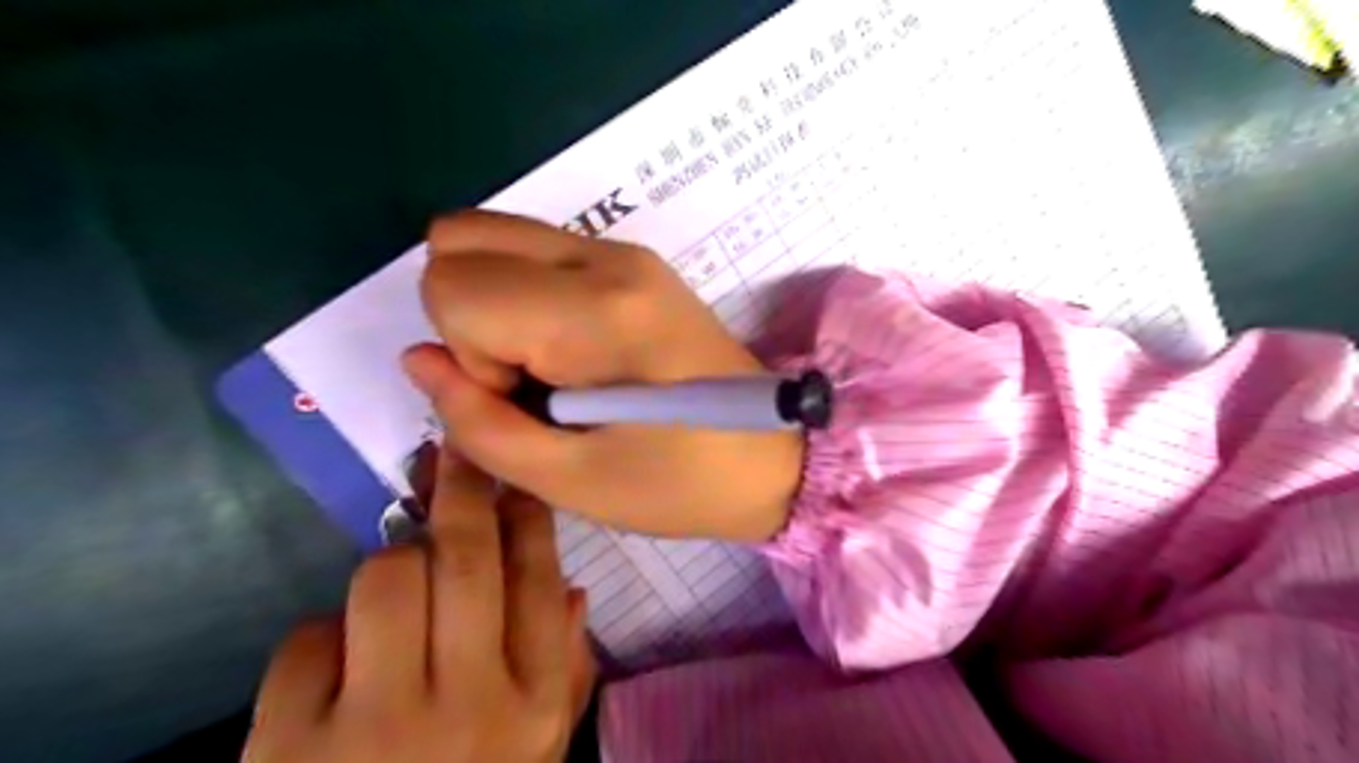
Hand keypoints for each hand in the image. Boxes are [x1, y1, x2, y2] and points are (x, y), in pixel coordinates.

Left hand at [243, 449, 596, 762]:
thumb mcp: (537, 750)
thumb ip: (567, 669)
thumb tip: (575, 588)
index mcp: (534, 706)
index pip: (540, 580)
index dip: (528, 516)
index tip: (516, 475)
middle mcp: (470, 706)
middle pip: (467, 560)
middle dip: (463, 488)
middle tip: (456, 450)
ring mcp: (377, 730)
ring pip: (385, 579)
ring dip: (390, 571)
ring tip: (395, 599)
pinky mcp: (286, 753)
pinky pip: (306, 641)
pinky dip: (321, 645)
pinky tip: (333, 681)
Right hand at [403, 209, 804, 542]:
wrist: (772, 454)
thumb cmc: (680, 483)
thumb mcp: (570, 480)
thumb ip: (477, 422)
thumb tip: (417, 358)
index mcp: (596, 313)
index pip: (452, 285)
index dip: (468, 357)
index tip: (526, 401)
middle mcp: (607, 258)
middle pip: (460, 238)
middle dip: (471, 316)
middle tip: (531, 382)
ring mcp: (624, 251)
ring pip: (493, 236)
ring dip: (497, 304)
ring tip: (555, 371)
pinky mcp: (634, 261)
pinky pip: (535, 252)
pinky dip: (526, 297)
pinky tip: (573, 352)